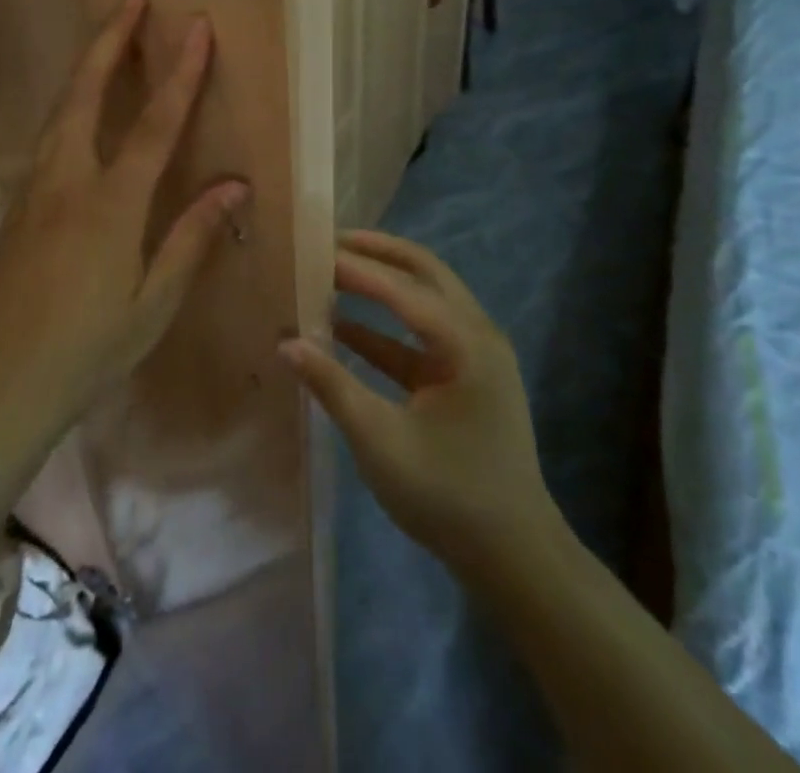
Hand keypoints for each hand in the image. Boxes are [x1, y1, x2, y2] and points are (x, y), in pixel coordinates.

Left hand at [0, 0, 247, 438]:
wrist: (2, 384)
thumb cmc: (90, 349)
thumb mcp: (154, 302)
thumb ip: (192, 236)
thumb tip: (234, 185)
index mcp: (110, 205)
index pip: (154, 125)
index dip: (180, 73)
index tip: (196, 29)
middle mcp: (68, 182)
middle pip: (86, 94)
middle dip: (110, 41)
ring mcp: (35, 190)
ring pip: (60, 110)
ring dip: (86, 67)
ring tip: (108, 39)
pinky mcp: (19, 205)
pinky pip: (48, 138)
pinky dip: (70, 104)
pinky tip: (80, 108)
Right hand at [281, 231, 560, 572]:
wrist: (513, 557)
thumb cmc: (448, 496)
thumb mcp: (381, 442)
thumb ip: (333, 386)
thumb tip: (286, 343)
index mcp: (466, 343)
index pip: (403, 288)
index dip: (356, 268)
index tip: (314, 250)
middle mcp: (477, 334)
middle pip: (424, 273)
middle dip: (377, 254)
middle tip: (329, 241)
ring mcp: (475, 354)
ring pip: (425, 298)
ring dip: (382, 283)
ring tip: (333, 271)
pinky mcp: (465, 376)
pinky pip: (422, 335)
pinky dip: (386, 326)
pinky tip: (343, 328)